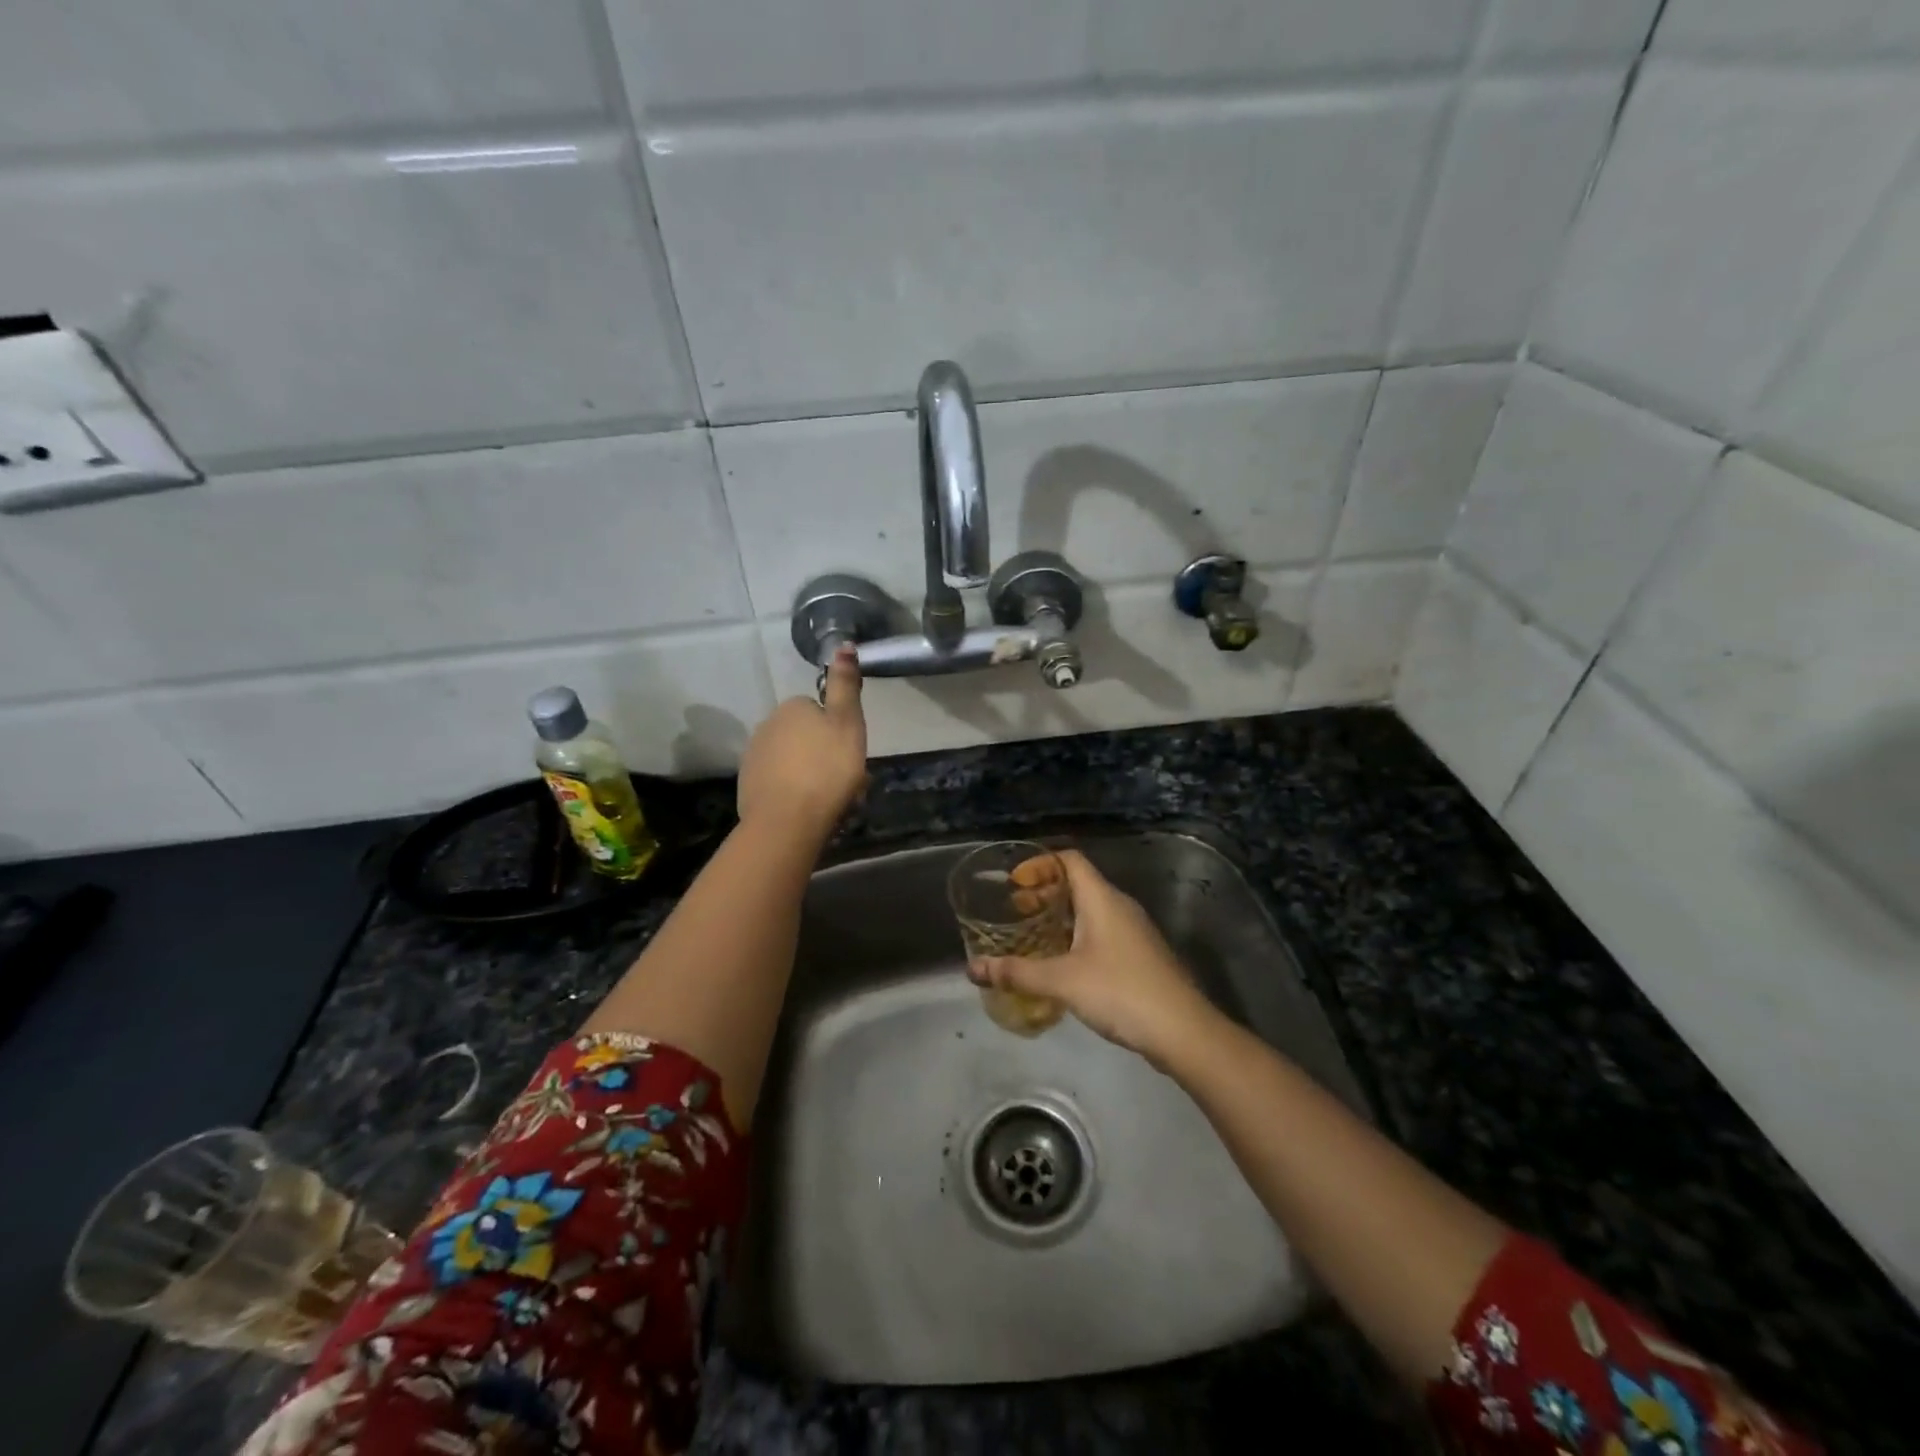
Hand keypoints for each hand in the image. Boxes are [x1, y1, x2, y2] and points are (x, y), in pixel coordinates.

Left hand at [737, 645, 866, 840]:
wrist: (787, 821)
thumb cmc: (826, 770)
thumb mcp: (848, 723)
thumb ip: (844, 685)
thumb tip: (843, 644)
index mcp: (793, 707)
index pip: (820, 710)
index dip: (838, 731)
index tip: (850, 754)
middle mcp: (767, 724)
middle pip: (805, 736)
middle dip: (823, 753)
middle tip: (844, 780)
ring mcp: (754, 756)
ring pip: (792, 760)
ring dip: (809, 774)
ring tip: (829, 801)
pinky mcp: (748, 785)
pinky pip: (778, 783)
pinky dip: (792, 792)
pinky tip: (806, 810)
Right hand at [970, 849, 1222, 1069]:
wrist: (1183, 1031)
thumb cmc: (1121, 992)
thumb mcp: (1062, 981)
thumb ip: (1017, 972)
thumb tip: (973, 968)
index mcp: (1102, 898)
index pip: (1069, 860)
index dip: (1039, 864)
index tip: (1013, 882)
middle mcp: (1119, 906)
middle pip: (1078, 884)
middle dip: (1044, 893)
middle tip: (1015, 911)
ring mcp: (1133, 932)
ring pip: (1090, 910)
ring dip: (1060, 917)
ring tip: (1031, 936)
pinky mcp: (1139, 956)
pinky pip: (1101, 932)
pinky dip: (1076, 936)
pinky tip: (1061, 964)